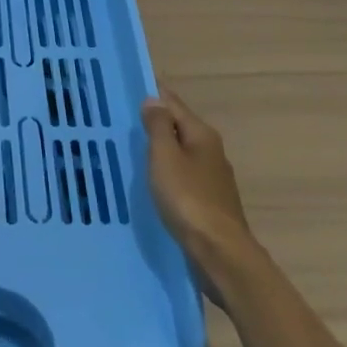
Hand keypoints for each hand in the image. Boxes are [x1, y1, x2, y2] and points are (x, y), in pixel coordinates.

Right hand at [142, 91, 258, 278]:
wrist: (220, 254)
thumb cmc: (188, 199)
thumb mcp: (165, 157)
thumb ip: (159, 126)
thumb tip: (154, 100)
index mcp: (202, 134)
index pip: (174, 103)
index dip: (153, 96)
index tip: (130, 92)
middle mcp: (211, 151)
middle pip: (180, 127)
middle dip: (157, 123)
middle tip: (125, 122)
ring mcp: (213, 178)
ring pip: (182, 154)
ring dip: (162, 151)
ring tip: (134, 152)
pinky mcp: (211, 202)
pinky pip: (185, 177)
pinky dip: (169, 174)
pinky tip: (155, 183)